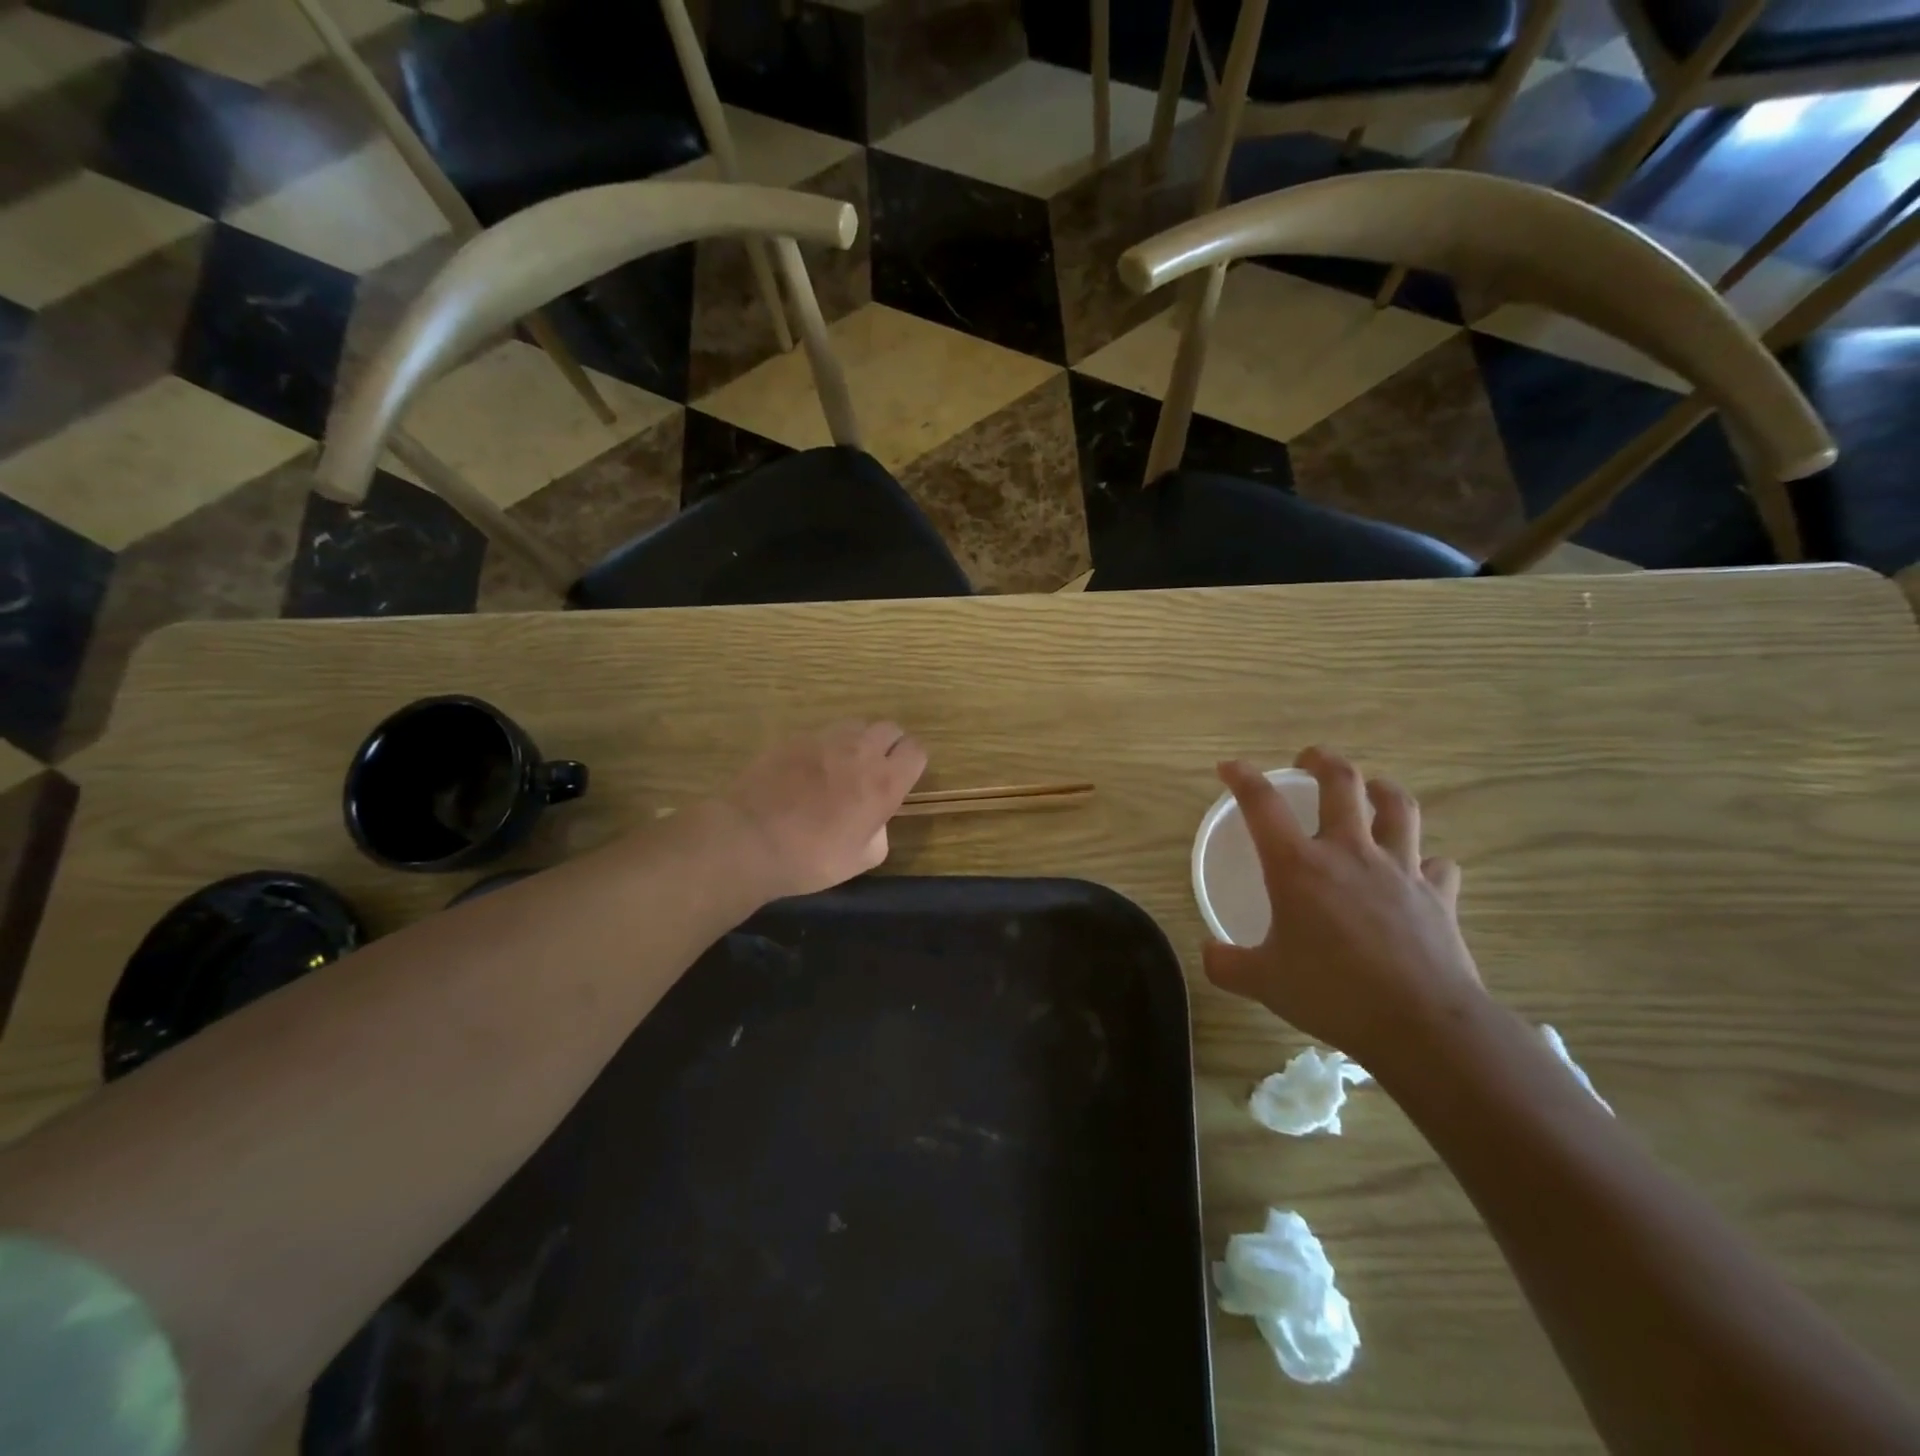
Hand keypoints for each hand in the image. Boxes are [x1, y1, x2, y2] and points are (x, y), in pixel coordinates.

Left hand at [716, 720, 927, 900]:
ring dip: (858, 741)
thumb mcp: (861, 860)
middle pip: (890, 729)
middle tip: (875, 770)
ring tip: (842, 766)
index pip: (916, 750)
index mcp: (884, 783)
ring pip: (856, 725)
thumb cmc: (810, 858)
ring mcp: (825, 740)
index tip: (902, 778)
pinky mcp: (794, 738)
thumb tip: (876, 819)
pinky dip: (824, 748)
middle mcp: (860, 752)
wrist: (749, 839)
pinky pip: (821, 734)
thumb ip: (880, 832)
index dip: (912, 763)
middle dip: (889, 746)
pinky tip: (807, 771)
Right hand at [1201, 747, 1484, 1071]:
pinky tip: (1418, 870)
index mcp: (1298, 866)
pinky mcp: (1437, 895)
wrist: (1422, 1024)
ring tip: (1370, 789)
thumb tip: (1208, 952)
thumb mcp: (1263, 982)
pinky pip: (1436, 864)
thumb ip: (1227, 963)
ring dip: (1381, 789)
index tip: (1228, 767)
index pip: (1262, 804)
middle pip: (1342, 783)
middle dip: (1322, 760)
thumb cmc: (1332, 994)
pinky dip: (1425, 861)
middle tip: (1309, 760)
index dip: (1242, 777)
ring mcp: (1400, 869)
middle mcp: (1349, 853)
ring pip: (1397, 807)